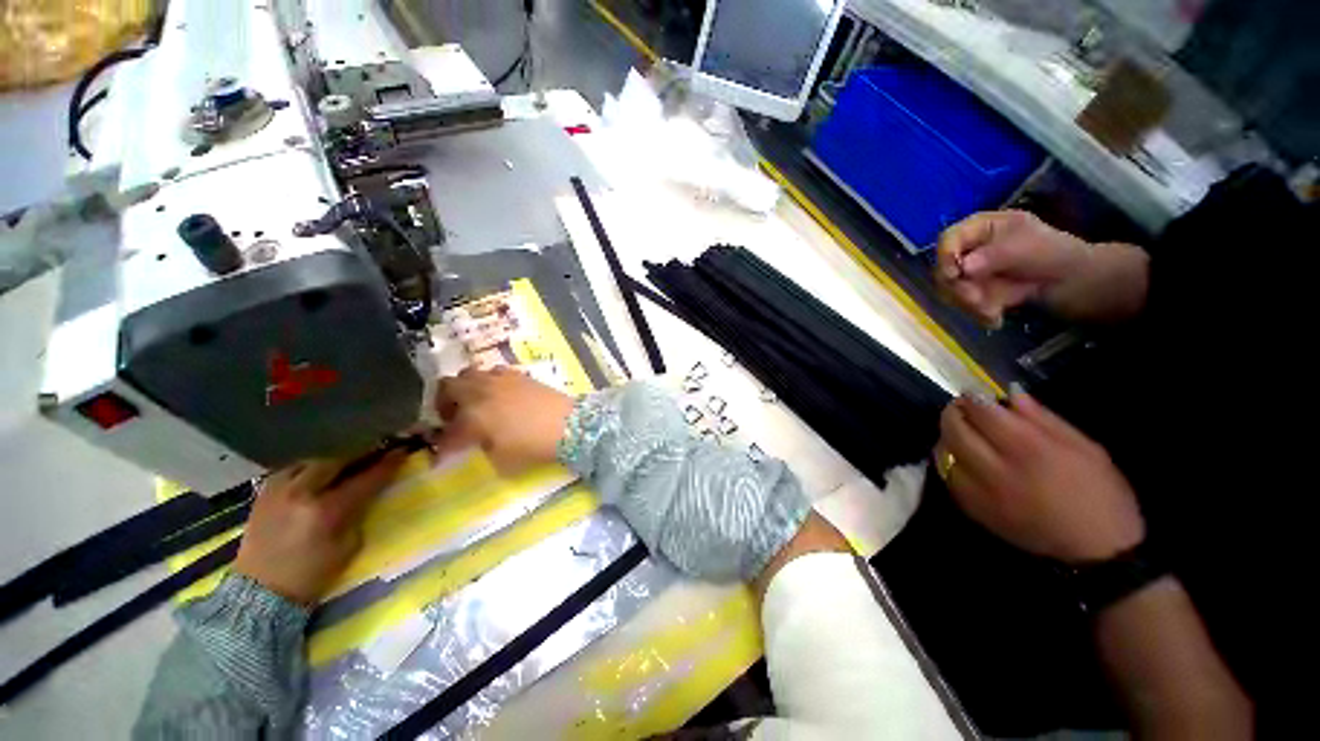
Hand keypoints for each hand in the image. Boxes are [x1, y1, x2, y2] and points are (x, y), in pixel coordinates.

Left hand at [233, 453, 406, 604]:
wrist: (260, 592)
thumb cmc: (311, 574)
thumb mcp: (348, 546)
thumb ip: (358, 514)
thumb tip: (367, 494)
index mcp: (326, 511)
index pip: (364, 480)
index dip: (386, 465)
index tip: (401, 452)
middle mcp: (301, 494)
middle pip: (336, 462)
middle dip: (358, 456)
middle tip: (374, 453)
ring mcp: (278, 491)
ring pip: (311, 462)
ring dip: (332, 462)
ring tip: (345, 464)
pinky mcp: (263, 495)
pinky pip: (291, 470)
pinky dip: (308, 469)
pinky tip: (316, 475)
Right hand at [432, 367, 575, 473]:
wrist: (568, 424)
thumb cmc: (534, 446)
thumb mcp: (502, 460)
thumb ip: (481, 451)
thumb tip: (474, 446)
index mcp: (472, 417)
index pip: (447, 432)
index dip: (443, 446)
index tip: (443, 454)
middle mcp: (480, 393)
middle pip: (446, 387)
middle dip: (444, 403)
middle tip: (454, 418)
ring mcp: (500, 380)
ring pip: (468, 374)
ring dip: (465, 388)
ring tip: (475, 403)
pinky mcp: (518, 375)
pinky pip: (493, 372)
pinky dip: (488, 382)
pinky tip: (499, 395)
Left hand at [934, 390, 1143, 562]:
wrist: (1099, 552)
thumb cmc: (1102, 494)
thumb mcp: (1085, 448)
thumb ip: (1043, 419)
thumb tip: (1010, 394)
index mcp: (1029, 449)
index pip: (983, 413)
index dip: (972, 397)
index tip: (973, 392)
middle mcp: (997, 468)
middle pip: (955, 430)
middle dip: (954, 413)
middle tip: (962, 407)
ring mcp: (981, 492)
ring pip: (944, 452)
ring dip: (947, 436)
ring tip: (961, 430)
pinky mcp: (974, 510)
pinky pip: (948, 476)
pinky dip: (948, 460)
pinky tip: (961, 456)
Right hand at [936, 210, 1089, 325]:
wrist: (1074, 283)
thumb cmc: (1054, 255)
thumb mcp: (1028, 247)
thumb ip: (995, 255)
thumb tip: (964, 268)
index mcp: (981, 229)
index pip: (948, 239)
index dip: (945, 257)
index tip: (955, 276)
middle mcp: (969, 249)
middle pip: (944, 268)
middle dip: (959, 289)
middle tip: (977, 302)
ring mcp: (969, 272)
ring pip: (950, 291)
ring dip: (969, 305)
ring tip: (994, 314)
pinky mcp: (973, 292)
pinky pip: (962, 305)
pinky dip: (977, 313)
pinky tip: (995, 319)